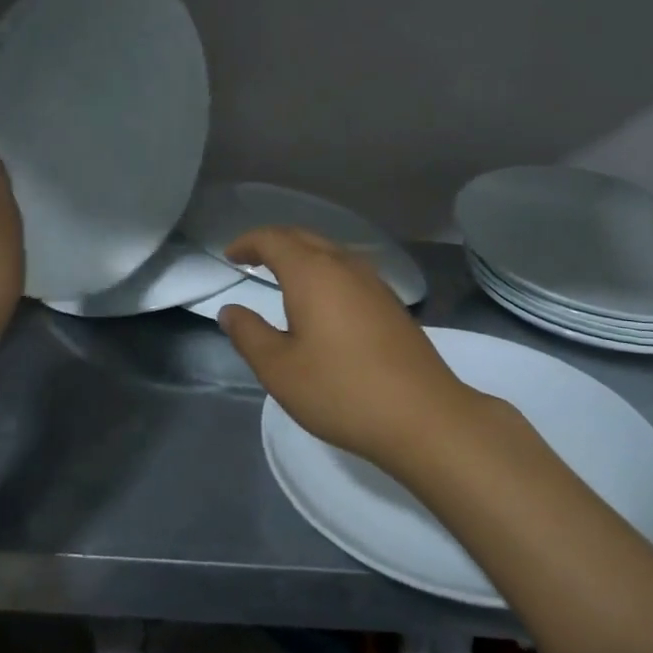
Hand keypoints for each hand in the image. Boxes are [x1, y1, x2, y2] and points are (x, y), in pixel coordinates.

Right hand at [217, 228, 490, 467]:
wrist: (422, 414)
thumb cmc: (341, 390)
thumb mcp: (280, 369)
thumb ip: (250, 335)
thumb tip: (230, 311)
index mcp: (313, 273)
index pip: (274, 239)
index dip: (248, 242)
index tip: (230, 255)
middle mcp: (346, 266)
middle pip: (304, 238)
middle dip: (274, 243)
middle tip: (251, 259)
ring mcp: (375, 283)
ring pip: (331, 253)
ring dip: (303, 256)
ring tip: (283, 276)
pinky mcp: (391, 304)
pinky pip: (349, 272)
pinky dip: (325, 273)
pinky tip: (323, 301)